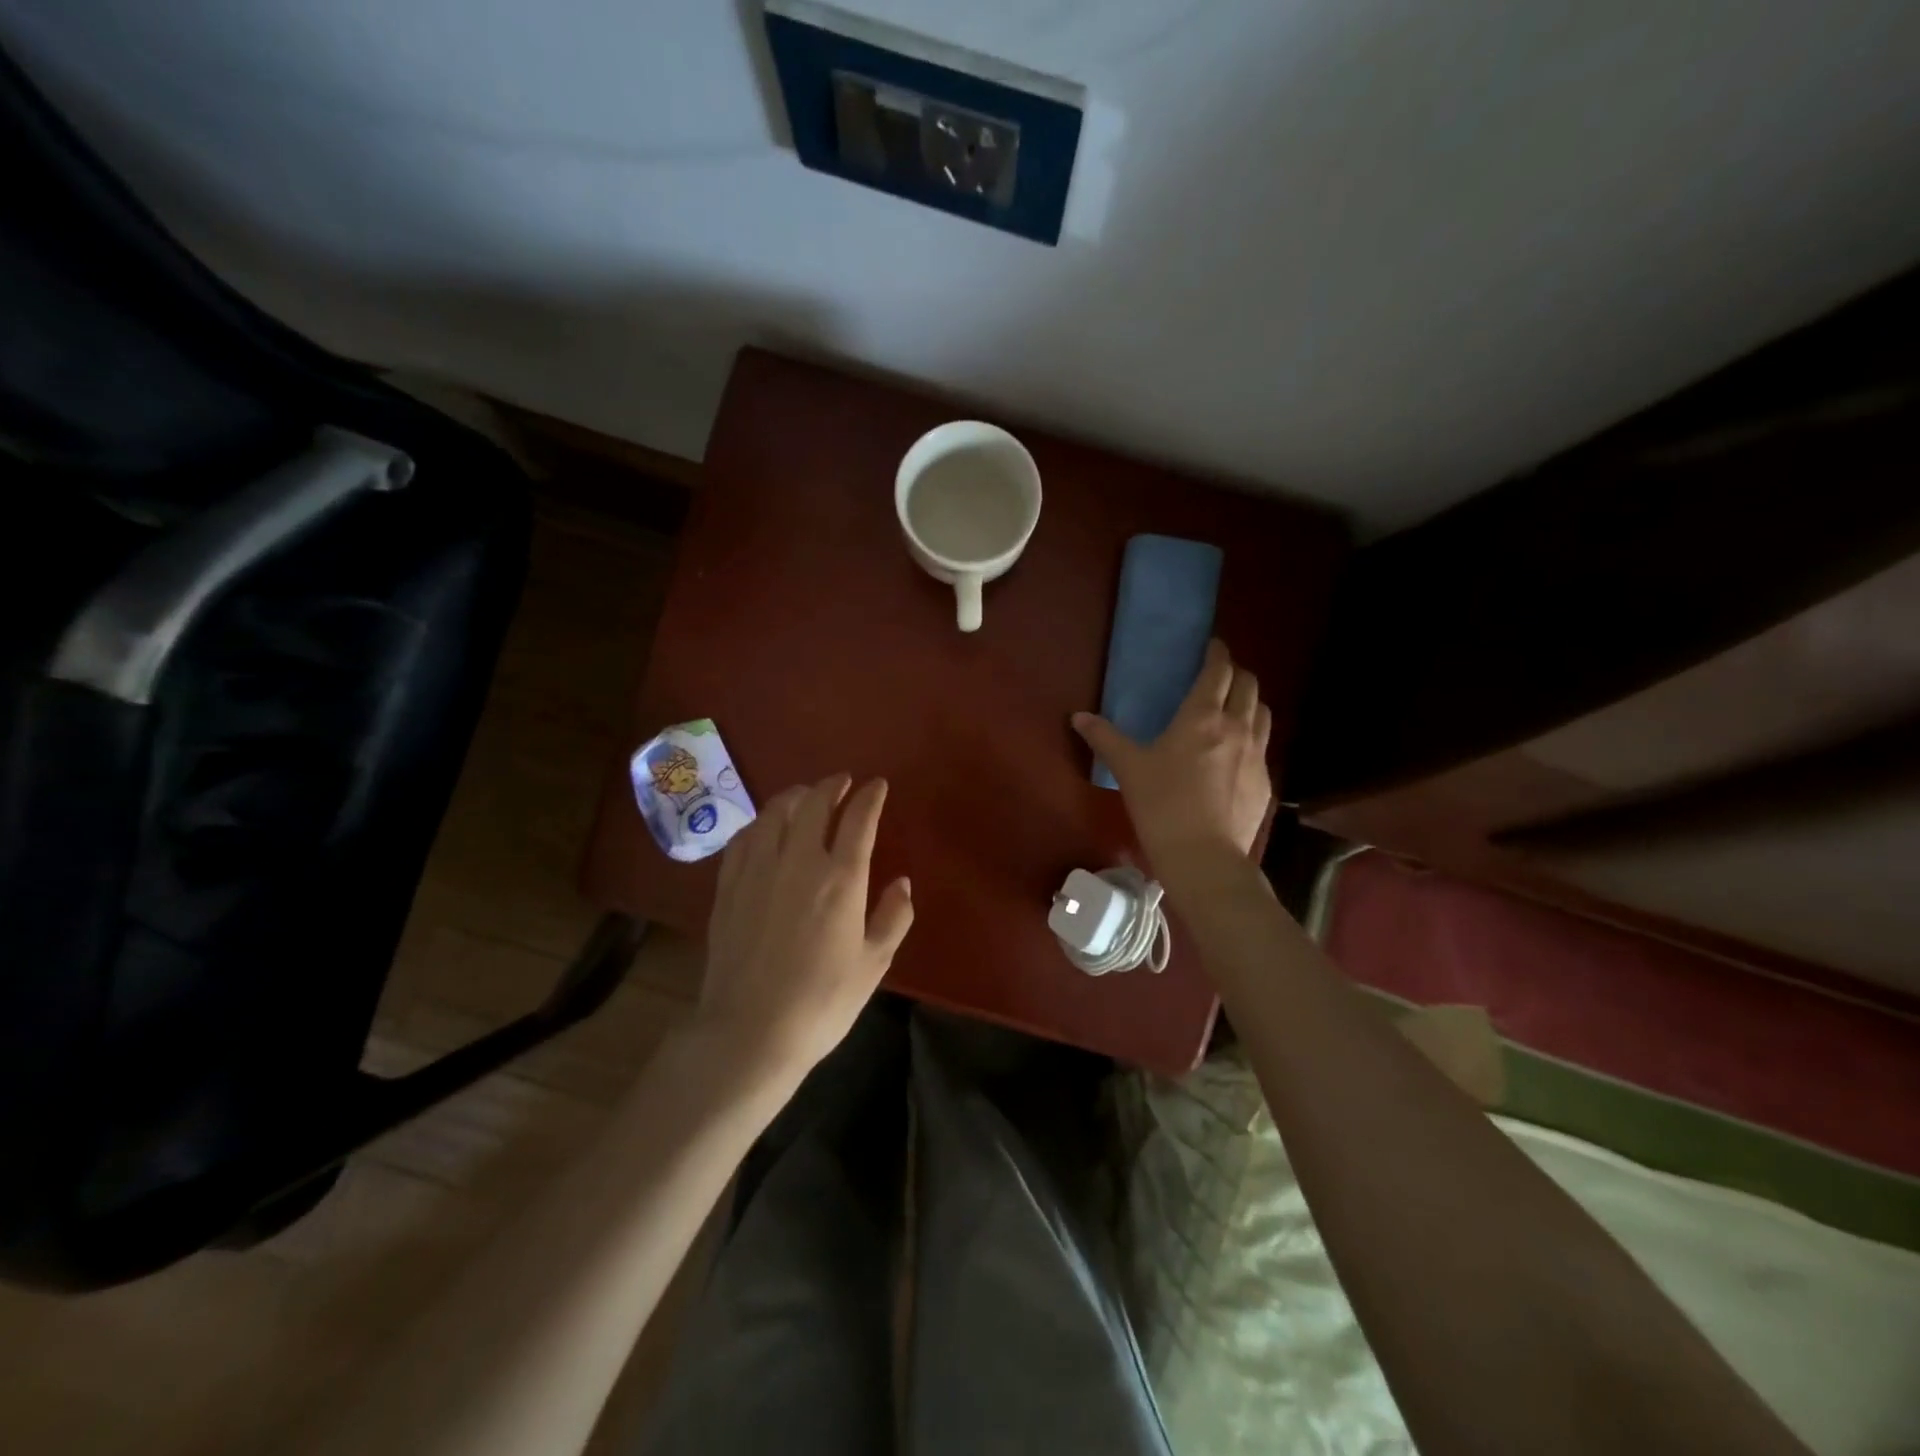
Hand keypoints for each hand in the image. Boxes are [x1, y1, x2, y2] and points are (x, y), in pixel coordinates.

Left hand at [696, 774, 913, 1082]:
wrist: (750, 1031)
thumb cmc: (822, 1002)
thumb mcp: (874, 964)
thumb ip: (893, 917)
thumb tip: (901, 882)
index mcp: (841, 878)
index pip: (859, 819)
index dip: (870, 796)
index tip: (877, 785)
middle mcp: (799, 861)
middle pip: (814, 802)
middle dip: (832, 785)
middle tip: (843, 782)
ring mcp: (758, 869)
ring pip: (776, 811)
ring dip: (796, 795)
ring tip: (807, 796)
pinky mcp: (729, 885)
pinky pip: (746, 835)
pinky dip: (763, 821)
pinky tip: (768, 827)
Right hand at [1072, 638, 1272, 874]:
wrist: (1204, 857)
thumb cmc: (1162, 805)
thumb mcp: (1128, 769)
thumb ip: (1104, 738)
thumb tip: (1078, 717)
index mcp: (1202, 717)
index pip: (1219, 670)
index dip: (1217, 653)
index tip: (1212, 646)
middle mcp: (1237, 727)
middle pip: (1248, 684)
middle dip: (1236, 673)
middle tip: (1218, 677)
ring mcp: (1257, 754)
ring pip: (1263, 712)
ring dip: (1249, 701)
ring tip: (1233, 708)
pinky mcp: (1265, 781)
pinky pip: (1264, 745)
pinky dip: (1253, 735)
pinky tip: (1236, 754)